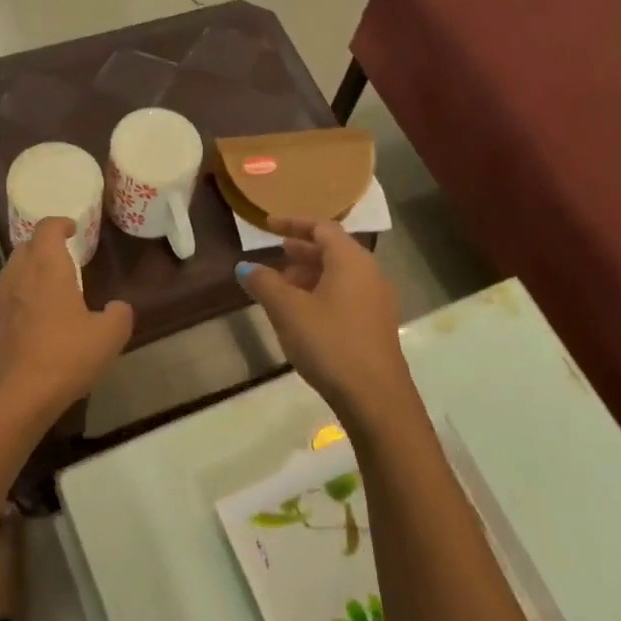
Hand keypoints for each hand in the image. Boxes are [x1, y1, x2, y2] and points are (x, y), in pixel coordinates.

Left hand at [0, 218, 132, 428]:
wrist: (12, 398)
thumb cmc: (63, 358)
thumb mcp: (109, 337)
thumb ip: (119, 315)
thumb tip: (117, 307)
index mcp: (47, 269)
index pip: (47, 229)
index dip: (60, 224)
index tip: (73, 228)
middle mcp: (18, 276)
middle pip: (26, 247)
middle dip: (44, 246)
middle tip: (65, 257)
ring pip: (12, 272)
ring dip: (30, 271)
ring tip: (51, 288)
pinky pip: (6, 299)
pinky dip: (21, 298)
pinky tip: (35, 321)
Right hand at [237, 218, 415, 424]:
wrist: (375, 397)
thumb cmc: (330, 343)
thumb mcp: (288, 310)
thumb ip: (264, 283)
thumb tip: (245, 267)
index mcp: (351, 260)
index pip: (322, 228)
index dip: (293, 223)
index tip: (268, 226)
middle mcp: (369, 273)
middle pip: (332, 250)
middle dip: (301, 250)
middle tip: (275, 254)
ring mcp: (375, 300)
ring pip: (339, 275)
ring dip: (309, 274)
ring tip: (282, 286)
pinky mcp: (375, 325)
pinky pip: (345, 295)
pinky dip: (321, 293)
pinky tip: (301, 314)